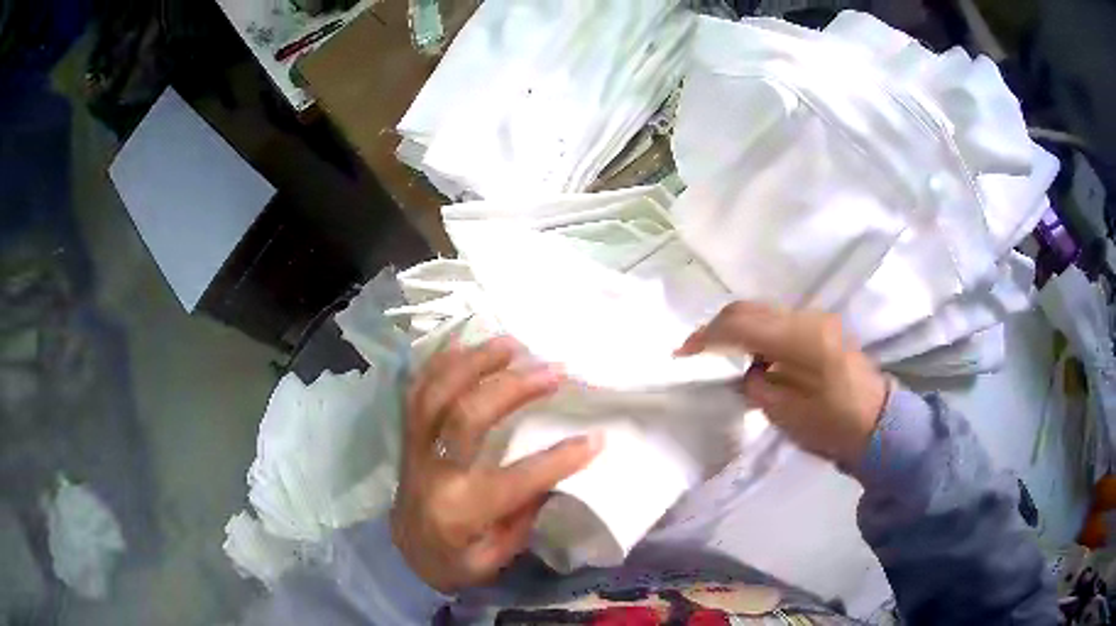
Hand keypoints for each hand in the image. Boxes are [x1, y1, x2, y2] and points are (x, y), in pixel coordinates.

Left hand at [391, 337, 601, 593]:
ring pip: (437, 393)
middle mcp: (434, 471)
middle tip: (554, 370)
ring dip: (475, 362)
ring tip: (512, 343)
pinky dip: (439, 364)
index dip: (559, 459)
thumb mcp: (493, 559)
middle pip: (467, 416)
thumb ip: (522, 519)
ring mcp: (415, 448)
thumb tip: (552, 476)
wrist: (400, 556)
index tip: (596, 439)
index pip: (516, 480)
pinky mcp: (407, 436)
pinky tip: (464, 344)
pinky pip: (416, 391)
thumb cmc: (452, 561)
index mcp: (460, 510)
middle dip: (514, 388)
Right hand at [678, 301, 887, 464]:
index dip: (707, 336)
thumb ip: (758, 386)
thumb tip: (745, 372)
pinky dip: (756, 332)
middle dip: (717, 327)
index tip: (682, 355)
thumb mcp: (788, 415)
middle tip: (694, 352)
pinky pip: (778, 321)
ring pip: (763, 311)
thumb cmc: (834, 426)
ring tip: (718, 355)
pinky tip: (750, 355)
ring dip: (737, 328)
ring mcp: (817, 319)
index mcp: (801, 340)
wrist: (879, 423)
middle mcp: (808, 319)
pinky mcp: (821, 327)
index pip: (742, 324)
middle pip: (750, 308)